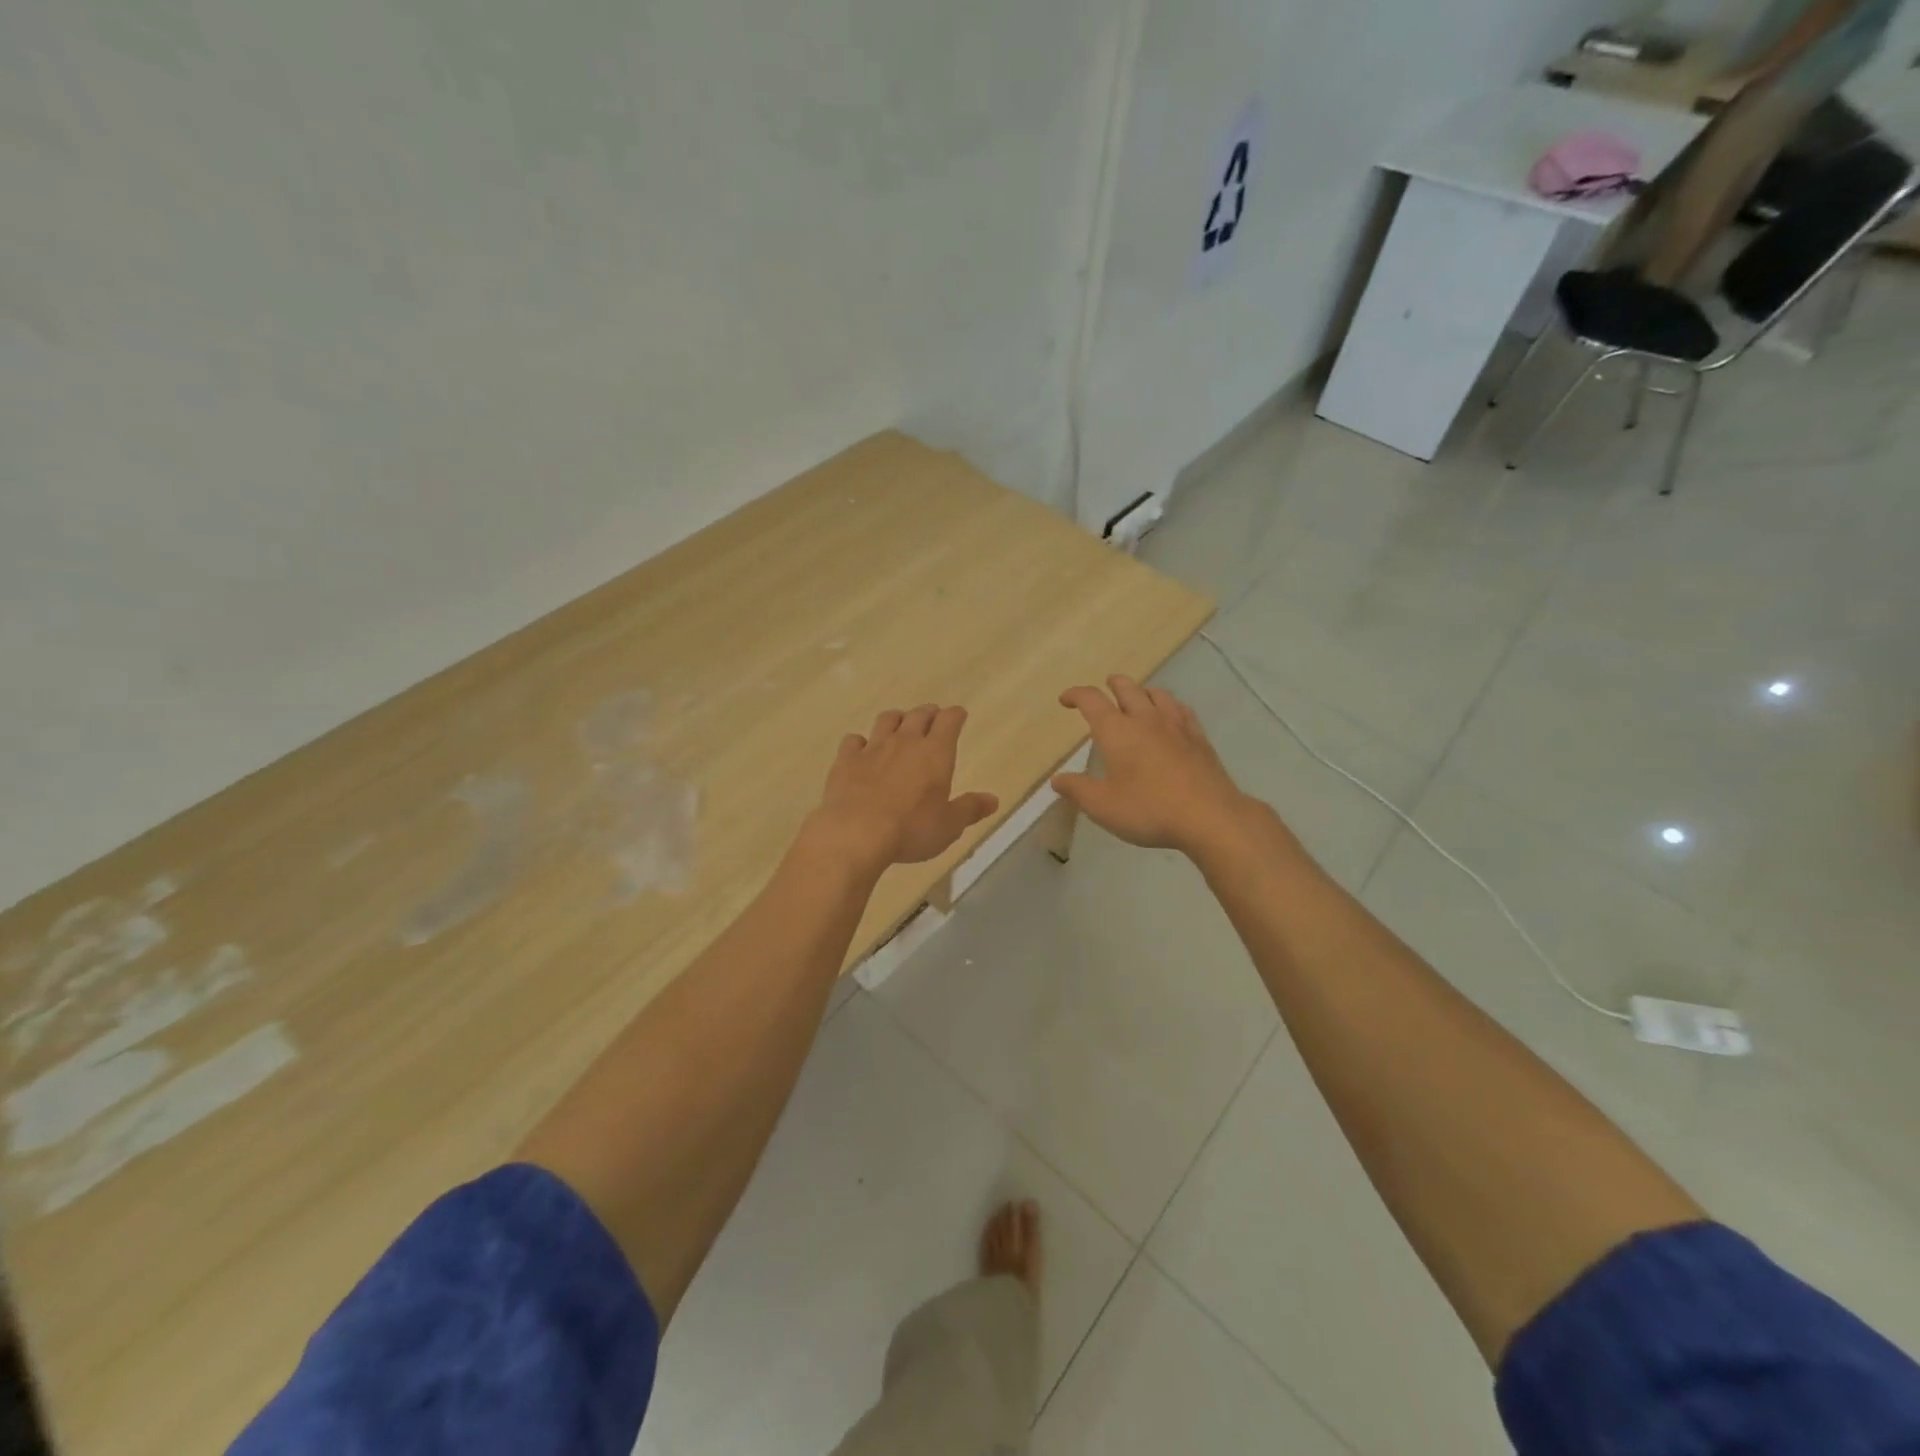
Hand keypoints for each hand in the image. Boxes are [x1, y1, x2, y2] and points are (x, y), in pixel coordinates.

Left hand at [805, 705, 998, 874]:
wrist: (856, 833)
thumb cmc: (911, 829)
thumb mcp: (949, 826)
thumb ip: (970, 809)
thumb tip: (993, 799)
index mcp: (935, 753)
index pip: (949, 721)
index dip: (955, 715)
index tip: (959, 715)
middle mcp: (905, 742)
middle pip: (919, 715)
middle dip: (929, 713)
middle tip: (932, 717)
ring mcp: (873, 748)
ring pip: (887, 720)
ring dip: (897, 719)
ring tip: (900, 725)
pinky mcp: (846, 759)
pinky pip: (854, 740)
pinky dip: (860, 742)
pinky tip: (861, 749)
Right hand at [1053, 677, 1267, 859]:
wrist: (1209, 816)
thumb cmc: (1148, 809)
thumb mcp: (1102, 806)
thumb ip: (1077, 790)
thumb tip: (1057, 779)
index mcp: (1116, 731)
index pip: (1091, 700)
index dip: (1075, 695)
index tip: (1065, 700)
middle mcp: (1145, 719)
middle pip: (1127, 688)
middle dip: (1112, 685)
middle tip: (1104, 689)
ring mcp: (1176, 726)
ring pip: (1157, 694)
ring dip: (1142, 691)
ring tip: (1137, 698)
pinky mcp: (1199, 738)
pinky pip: (1182, 710)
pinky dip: (1169, 706)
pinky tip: (1171, 716)